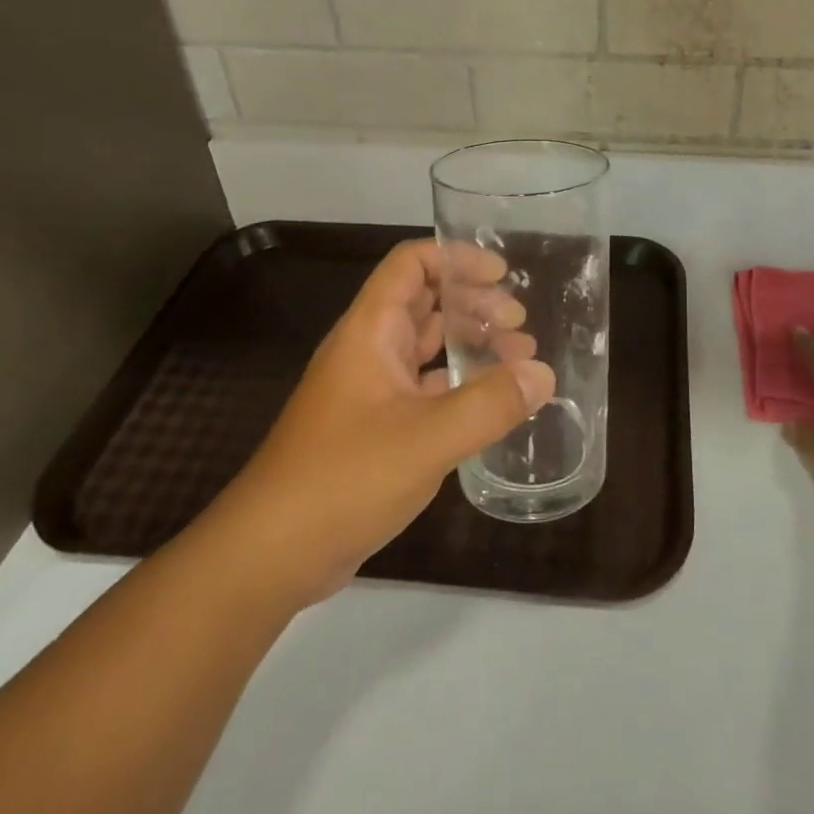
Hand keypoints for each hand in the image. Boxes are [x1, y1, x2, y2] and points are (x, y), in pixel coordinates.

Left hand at [222, 240, 553, 604]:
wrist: (270, 555)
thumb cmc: (343, 479)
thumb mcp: (426, 439)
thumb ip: (489, 404)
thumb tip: (543, 374)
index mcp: (370, 331)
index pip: (410, 264)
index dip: (456, 258)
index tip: (501, 275)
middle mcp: (369, 351)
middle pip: (424, 302)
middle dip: (474, 302)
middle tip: (520, 325)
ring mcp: (370, 391)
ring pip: (426, 347)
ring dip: (470, 343)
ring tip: (519, 357)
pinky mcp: (375, 429)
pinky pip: (425, 388)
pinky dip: (459, 385)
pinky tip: (493, 404)